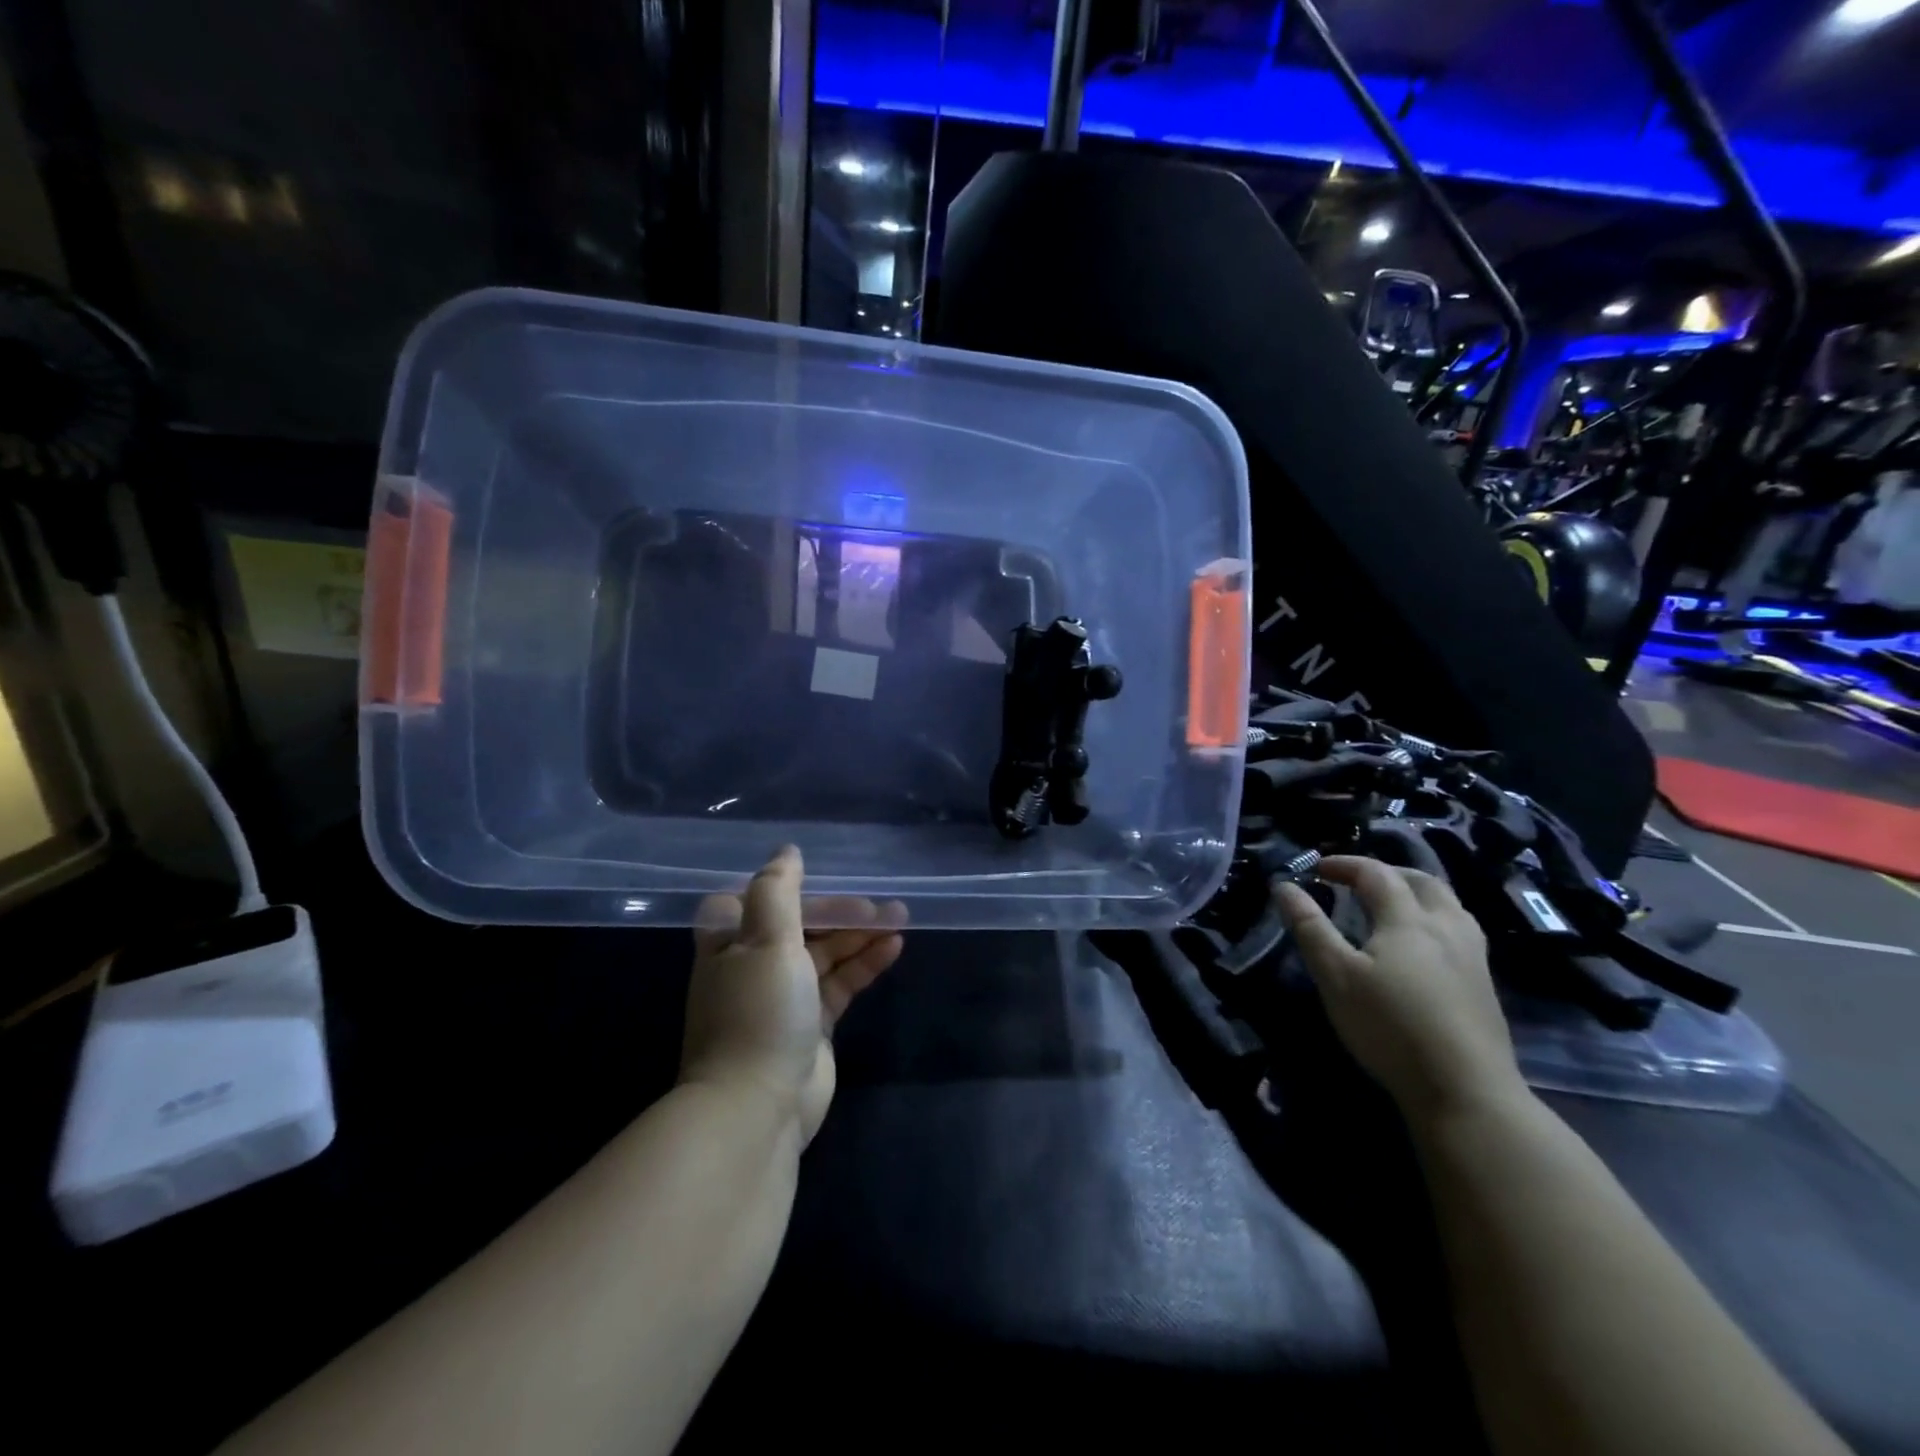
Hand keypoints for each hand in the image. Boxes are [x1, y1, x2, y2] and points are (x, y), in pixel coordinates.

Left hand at [679, 846, 905, 1144]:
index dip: (790, 887)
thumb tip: (787, 851)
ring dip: (859, 935)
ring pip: (826, 953)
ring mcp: (785, 996)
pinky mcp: (813, 1024)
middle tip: (882, 905)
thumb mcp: (765, 940)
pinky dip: (865, 963)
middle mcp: (754, 965)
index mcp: (730, 942)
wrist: (756, 1108)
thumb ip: (776, 890)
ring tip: (899, 919)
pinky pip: (842, 982)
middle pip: (801, 925)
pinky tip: (894, 947)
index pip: (757, 900)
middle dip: (840, 912)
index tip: (826, 875)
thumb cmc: (758, 1012)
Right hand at [1274, 856, 1526, 1123]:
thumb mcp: (1335, 975)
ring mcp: (1473, 956)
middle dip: (1386, 872)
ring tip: (1392, 904)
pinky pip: (1460, 929)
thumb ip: (1309, 926)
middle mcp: (1446, 927)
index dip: (1345, 864)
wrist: (1466, 1091)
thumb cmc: (1390, 1026)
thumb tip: (1283, 885)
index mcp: (1407, 919)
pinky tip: (1424, 945)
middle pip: (1422, 881)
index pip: (1376, 874)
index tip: (1316, 868)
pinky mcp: (1484, 984)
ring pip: (1448, 904)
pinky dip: (1434, 917)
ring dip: (1416, 892)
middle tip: (1357, 880)